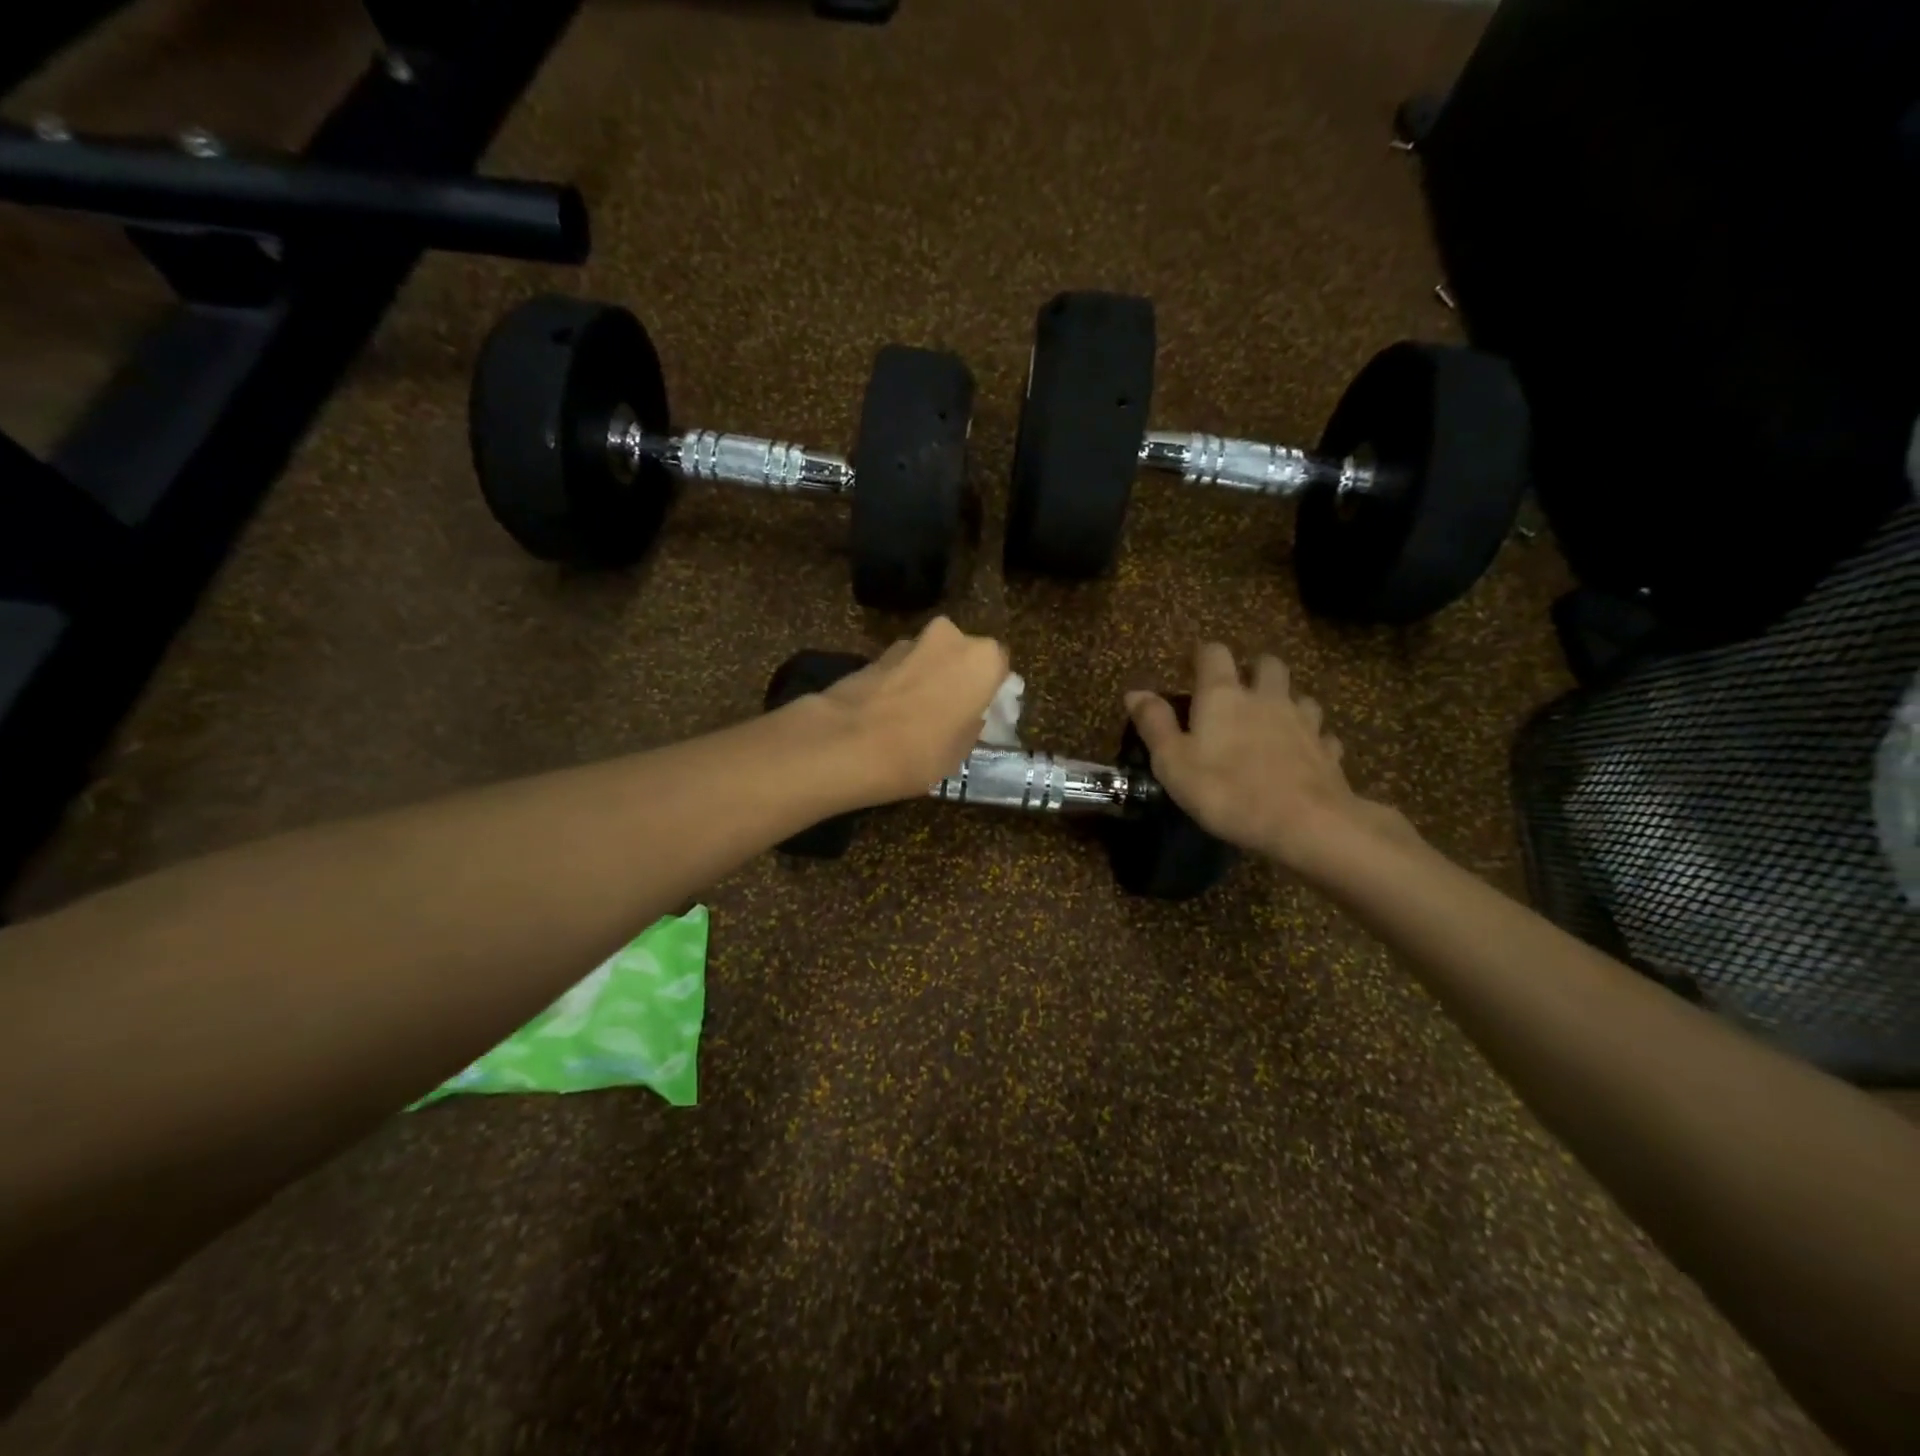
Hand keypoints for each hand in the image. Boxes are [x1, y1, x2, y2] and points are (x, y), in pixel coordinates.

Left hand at [810, 617, 1008, 806]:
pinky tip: (890, 715)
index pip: (1000, 667)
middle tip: (951, 712)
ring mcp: (909, 642)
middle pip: (962, 656)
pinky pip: (900, 669)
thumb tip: (966, 717)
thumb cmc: (921, 750)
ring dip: (927, 679)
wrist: (847, 743)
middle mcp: (950, 638)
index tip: (982, 714)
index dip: (991, 691)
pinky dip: (900, 685)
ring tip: (916, 717)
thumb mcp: (961, 750)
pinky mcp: (874, 654)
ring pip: (929, 659)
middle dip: (957, 678)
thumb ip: (970, 724)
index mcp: (983, 659)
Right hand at [1126, 643, 1413, 871]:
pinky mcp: (1327, 752)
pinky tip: (1303, 754)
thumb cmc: (1226, 790)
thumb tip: (1135, 692)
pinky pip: (1321, 735)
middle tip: (1239, 690)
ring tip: (1272, 722)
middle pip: (1267, 664)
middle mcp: (1266, 698)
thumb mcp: (1172, 762)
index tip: (1189, 668)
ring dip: (1286, 702)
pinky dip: (1312, 739)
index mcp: (1223, 696)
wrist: (1304, 824)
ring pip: (1299, 696)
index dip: (1201, 655)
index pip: (1213, 654)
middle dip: (1253, 669)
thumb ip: (1154, 723)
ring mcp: (1303, 722)